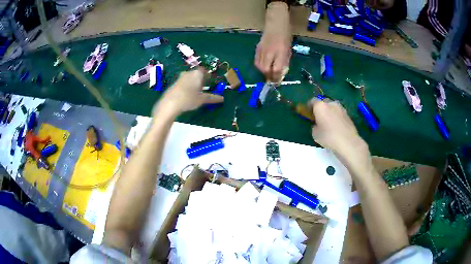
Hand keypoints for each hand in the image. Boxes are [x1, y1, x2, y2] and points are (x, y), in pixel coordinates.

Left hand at [153, 68, 223, 116]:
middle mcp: (188, 73)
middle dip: (201, 80)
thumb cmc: (188, 99)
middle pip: (197, 74)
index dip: (208, 77)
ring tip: (195, 94)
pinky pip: (183, 83)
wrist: (170, 104)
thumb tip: (222, 98)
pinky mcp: (174, 83)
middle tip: (203, 89)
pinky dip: (186, 87)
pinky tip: (186, 96)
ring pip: (190, 78)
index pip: (205, 71)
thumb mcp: (202, 99)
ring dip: (193, 84)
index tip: (210, 83)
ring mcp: (180, 77)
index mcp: (197, 74)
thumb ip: (212, 98)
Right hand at [255, 2, 291, 81]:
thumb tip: (281, 73)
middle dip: (269, 77)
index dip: (276, 78)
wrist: (276, 23)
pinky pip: (257, 61)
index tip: (278, 82)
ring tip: (268, 74)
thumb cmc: (286, 35)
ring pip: (260, 66)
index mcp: (280, 52)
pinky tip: (263, 67)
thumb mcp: (288, 49)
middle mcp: (270, 52)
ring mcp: (262, 50)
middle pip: (265, 69)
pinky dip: (259, 66)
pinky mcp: (257, 48)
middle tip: (272, 80)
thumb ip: (284, 61)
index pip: (276, 69)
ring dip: (264, 72)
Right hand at [310, 99, 372, 174]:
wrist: (348, 143)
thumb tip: (318, 125)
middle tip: (319, 118)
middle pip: (323, 102)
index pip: (312, 101)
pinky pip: (339, 113)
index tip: (308, 114)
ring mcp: (341, 108)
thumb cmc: (329, 137)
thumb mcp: (315, 134)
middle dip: (320, 108)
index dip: (309, 107)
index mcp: (320, 106)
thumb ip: (314, 126)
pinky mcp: (348, 114)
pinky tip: (336, 127)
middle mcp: (331, 103)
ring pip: (332, 107)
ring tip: (329, 123)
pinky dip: (336, 117)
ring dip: (329, 112)